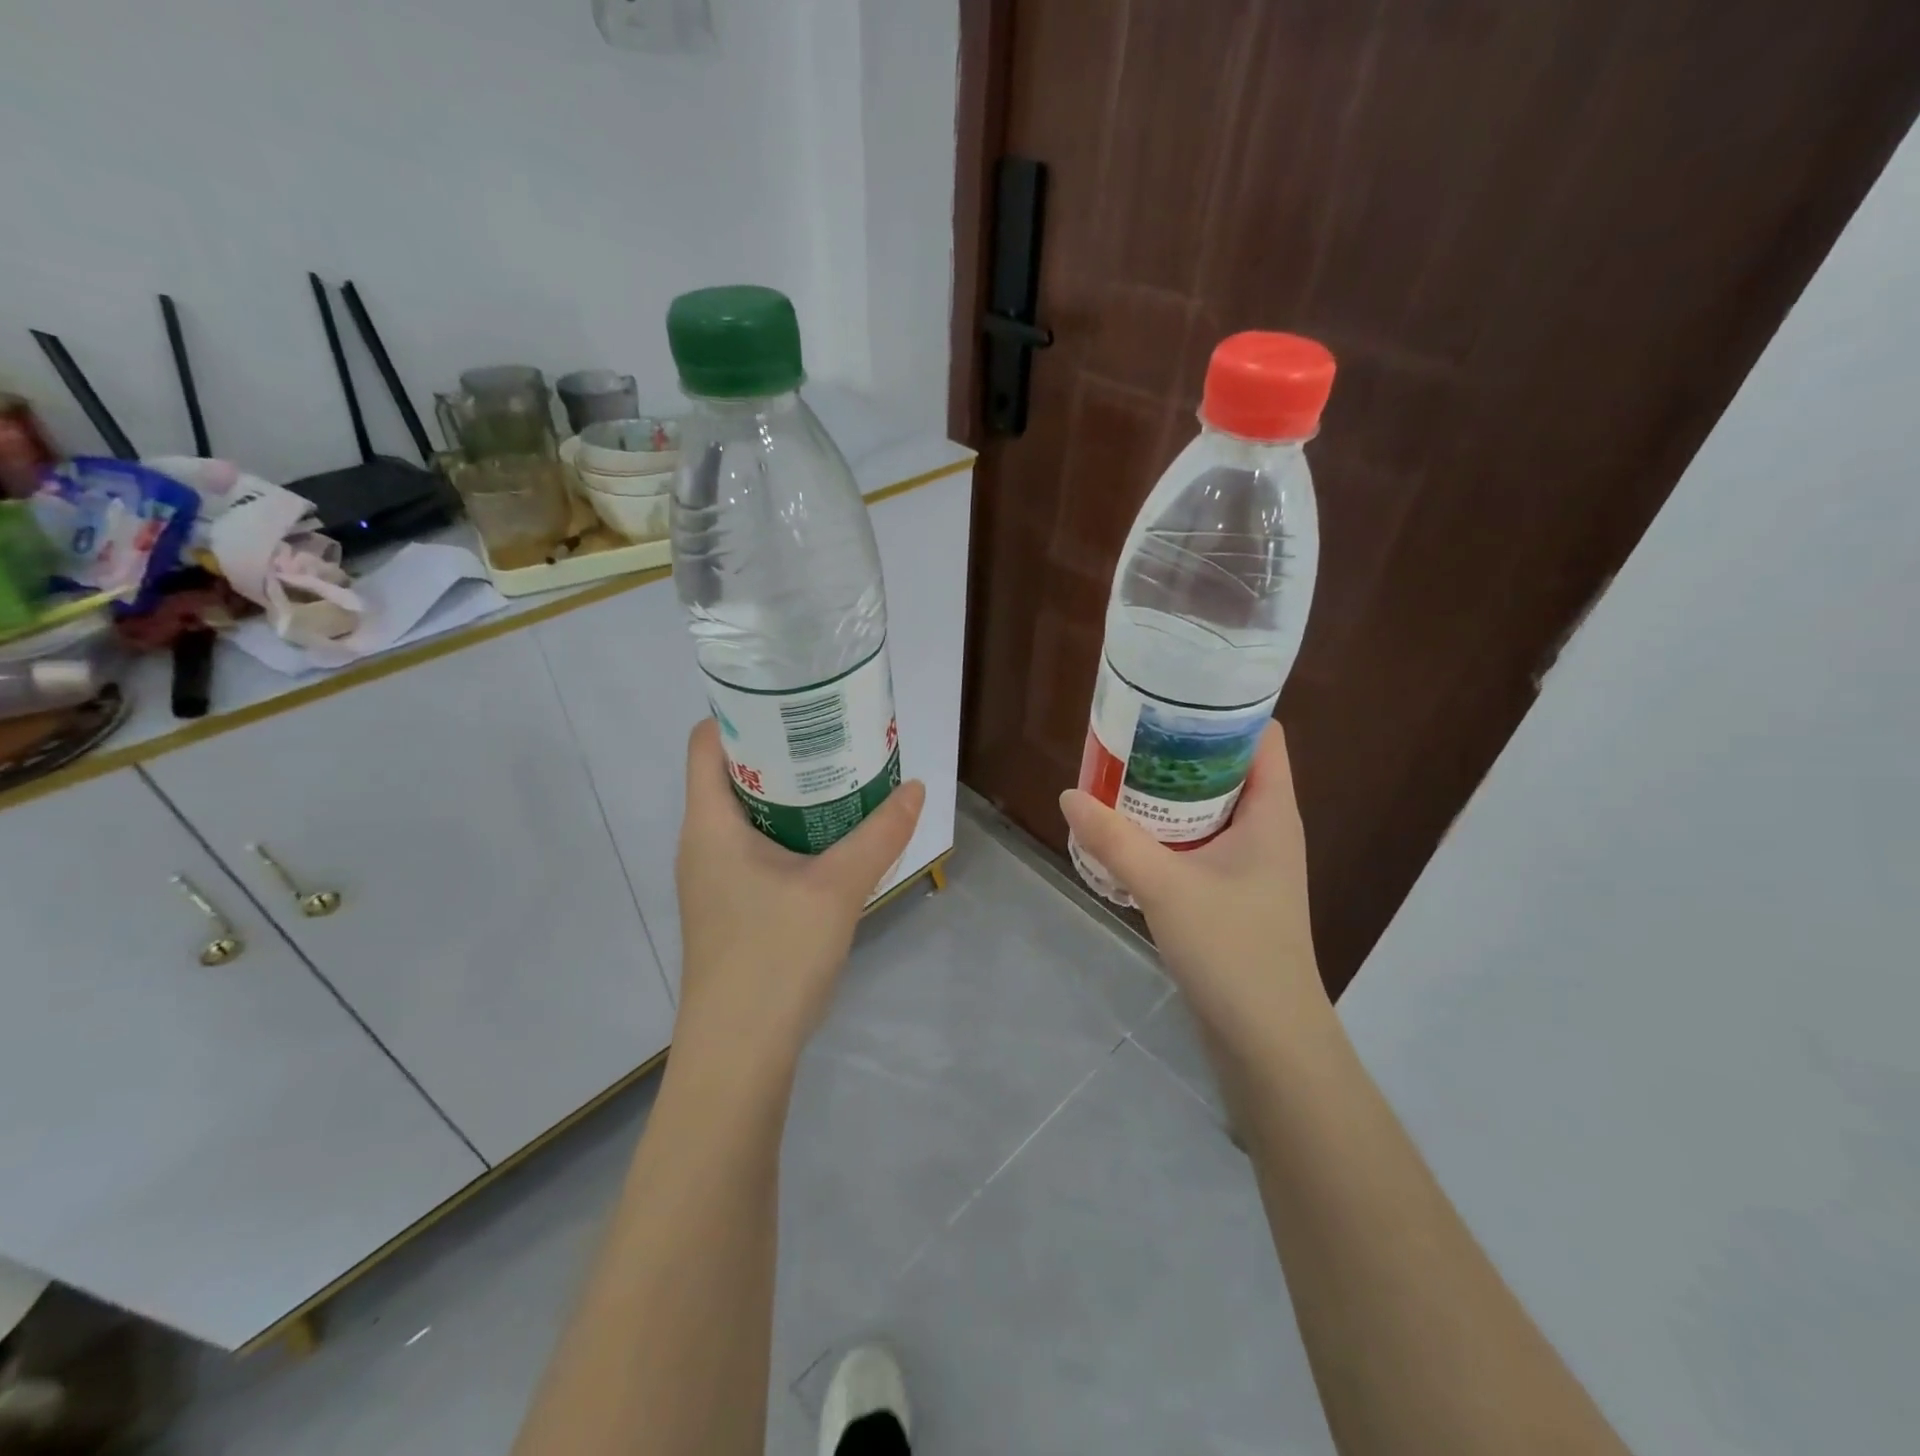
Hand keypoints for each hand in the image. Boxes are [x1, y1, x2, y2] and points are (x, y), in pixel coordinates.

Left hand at [673, 719, 924, 1080]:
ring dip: (791, 794)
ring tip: (842, 777)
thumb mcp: (837, 888)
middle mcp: (703, 843)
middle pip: (733, 773)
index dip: (742, 711)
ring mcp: (714, 879)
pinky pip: (759, 848)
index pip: (706, 742)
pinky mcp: (732, 907)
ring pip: (749, 815)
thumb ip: (879, 834)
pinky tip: (834, 840)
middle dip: (782, 749)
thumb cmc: (774, 957)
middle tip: (835, 734)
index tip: (794, 699)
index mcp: (709, 824)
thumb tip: (915, 787)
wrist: (740, 1055)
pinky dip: (792, 831)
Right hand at [1060, 723, 1326, 1057]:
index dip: (1225, 708)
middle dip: (1181, 748)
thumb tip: (1068, 794)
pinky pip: (1200, 843)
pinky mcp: (1233, 893)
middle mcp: (1267, 830)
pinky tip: (1129, 833)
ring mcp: (1251, 864)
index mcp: (1272, 813)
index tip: (1173, 695)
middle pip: (1229, 767)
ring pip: (1210, 808)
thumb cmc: (1233, 951)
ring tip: (1120, 774)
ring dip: (1170, 792)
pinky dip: (1169, 830)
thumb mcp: (1166, 887)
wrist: (1266, 1039)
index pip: (1263, 736)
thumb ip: (1114, 840)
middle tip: (1130, 733)